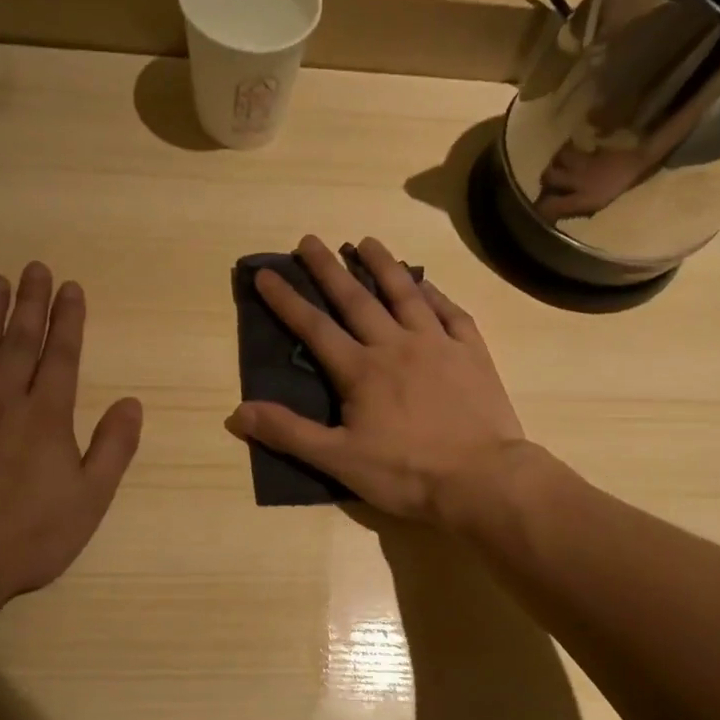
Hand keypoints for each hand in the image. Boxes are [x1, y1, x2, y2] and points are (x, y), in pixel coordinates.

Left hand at [0, 263, 142, 648]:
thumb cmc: (27, 537)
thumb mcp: (89, 500)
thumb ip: (112, 448)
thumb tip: (132, 403)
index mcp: (47, 416)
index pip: (62, 356)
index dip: (68, 320)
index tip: (70, 287)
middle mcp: (2, 400)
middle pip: (20, 341)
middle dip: (30, 303)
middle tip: (34, 267)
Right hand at [225, 235, 526, 524]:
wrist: (482, 479)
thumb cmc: (406, 473)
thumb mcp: (339, 460)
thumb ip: (289, 433)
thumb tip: (237, 412)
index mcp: (361, 370)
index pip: (314, 327)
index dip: (286, 300)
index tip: (266, 273)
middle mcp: (396, 345)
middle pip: (356, 299)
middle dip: (329, 268)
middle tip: (309, 240)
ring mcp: (438, 344)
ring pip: (405, 294)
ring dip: (383, 265)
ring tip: (365, 241)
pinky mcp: (472, 353)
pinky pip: (451, 312)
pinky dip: (435, 294)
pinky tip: (426, 284)